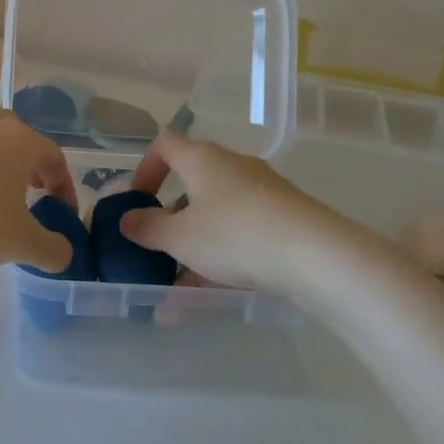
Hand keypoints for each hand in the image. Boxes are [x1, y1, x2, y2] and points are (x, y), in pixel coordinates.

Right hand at [120, 133, 350, 290]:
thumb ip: (147, 227)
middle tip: (155, 249)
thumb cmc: (234, 233)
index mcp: (201, 158)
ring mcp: (261, 192)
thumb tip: (127, 219)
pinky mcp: (283, 219)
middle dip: (169, 220)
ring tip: (175, 293)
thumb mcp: (179, 236)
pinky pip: (239, 235)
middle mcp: (231, 166)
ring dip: (192, 249)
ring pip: (215, 217)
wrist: (316, 255)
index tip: (135, 199)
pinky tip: (207, 298)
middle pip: (191, 185)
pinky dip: (219, 260)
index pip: (164, 145)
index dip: (144, 168)